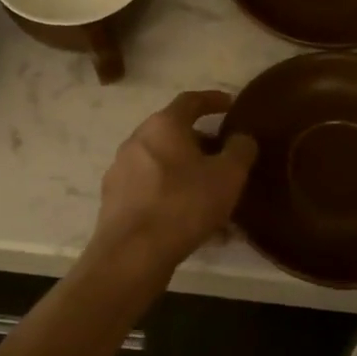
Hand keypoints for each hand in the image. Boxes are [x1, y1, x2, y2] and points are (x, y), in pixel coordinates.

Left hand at [92, 91, 257, 273]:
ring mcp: (121, 171)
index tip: (231, 105)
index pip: (191, 100)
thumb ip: (240, 149)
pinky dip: (174, 197)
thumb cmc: (183, 205)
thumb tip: (241, 138)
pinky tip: (194, 223)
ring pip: (164, 165)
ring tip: (214, 198)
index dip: (214, 99)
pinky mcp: (115, 201)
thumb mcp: (228, 176)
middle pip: (175, 134)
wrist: (132, 255)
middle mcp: (137, 140)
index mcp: (163, 125)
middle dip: (202, 144)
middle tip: (225, 158)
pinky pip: (152, 190)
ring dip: (189, 175)